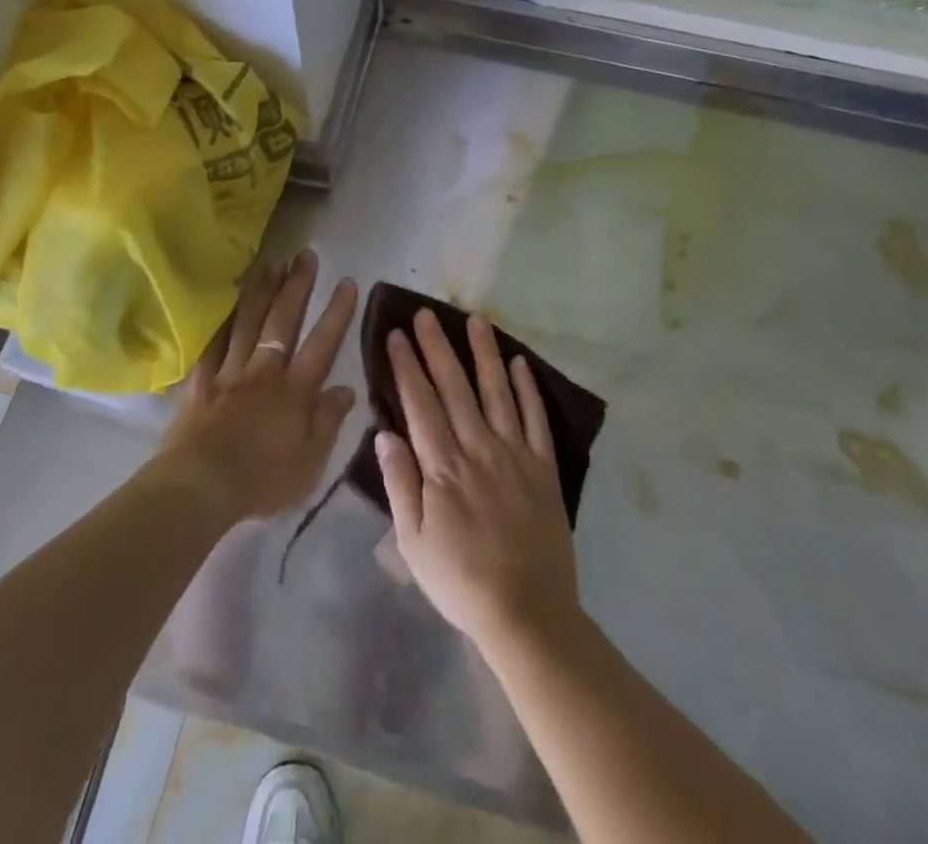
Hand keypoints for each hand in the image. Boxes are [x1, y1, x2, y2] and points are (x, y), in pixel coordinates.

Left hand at [156, 250, 357, 524]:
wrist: (200, 487)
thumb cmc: (261, 481)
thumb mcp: (309, 463)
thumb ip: (328, 422)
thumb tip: (347, 389)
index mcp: (294, 392)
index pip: (321, 344)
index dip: (336, 313)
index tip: (346, 282)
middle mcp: (264, 372)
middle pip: (283, 322)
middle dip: (297, 286)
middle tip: (305, 255)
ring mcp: (230, 373)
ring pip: (248, 322)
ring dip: (262, 290)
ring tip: (272, 262)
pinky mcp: (202, 382)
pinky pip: (212, 343)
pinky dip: (220, 320)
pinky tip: (226, 301)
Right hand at [376, 309, 581, 650]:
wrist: (527, 613)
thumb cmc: (460, 581)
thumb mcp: (412, 543)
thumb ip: (399, 484)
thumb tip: (384, 433)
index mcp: (442, 467)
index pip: (420, 403)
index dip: (407, 366)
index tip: (397, 335)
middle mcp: (477, 448)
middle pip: (454, 388)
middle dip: (438, 347)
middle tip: (426, 314)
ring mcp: (514, 454)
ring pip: (496, 392)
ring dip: (483, 354)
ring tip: (475, 319)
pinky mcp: (543, 467)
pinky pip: (535, 419)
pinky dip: (527, 388)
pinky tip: (519, 362)